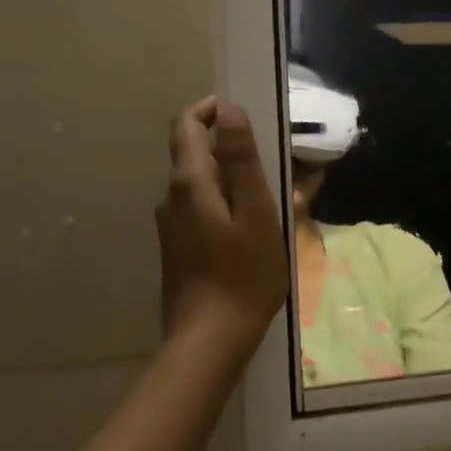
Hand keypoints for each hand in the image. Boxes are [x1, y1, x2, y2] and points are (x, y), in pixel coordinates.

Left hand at [156, 97, 287, 357]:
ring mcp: (173, 225)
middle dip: (234, 149)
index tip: (245, 114)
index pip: (187, 125)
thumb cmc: (243, 274)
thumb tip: (228, 109)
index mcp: (190, 183)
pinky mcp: (179, 248)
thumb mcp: (256, 212)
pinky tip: (258, 228)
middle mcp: (172, 198)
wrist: (209, 341)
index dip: (211, 110)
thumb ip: (240, 159)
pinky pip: (204, 209)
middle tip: (277, 162)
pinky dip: (229, 204)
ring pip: (203, 184)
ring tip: (278, 196)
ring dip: (236, 179)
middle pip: (196, 154)